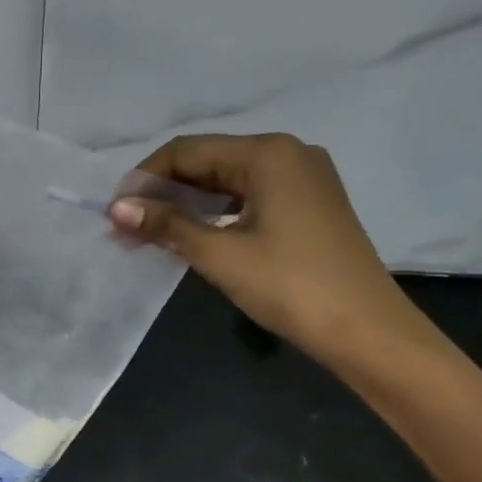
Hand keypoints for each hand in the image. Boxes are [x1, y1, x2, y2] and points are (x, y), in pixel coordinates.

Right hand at [109, 133, 426, 366]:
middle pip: (208, 160)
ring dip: (187, 204)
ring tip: (152, 234)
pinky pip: (249, 196)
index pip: (187, 150)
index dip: (145, 178)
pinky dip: (216, 213)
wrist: (366, 331)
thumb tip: (116, 208)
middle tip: (128, 227)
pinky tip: (193, 235)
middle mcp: (288, 153)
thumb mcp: (220, 254)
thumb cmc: (290, 285)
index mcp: (267, 153)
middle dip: (164, 192)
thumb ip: (166, 225)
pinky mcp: (309, 204)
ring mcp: (303, 178)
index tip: (115, 213)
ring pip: (228, 180)